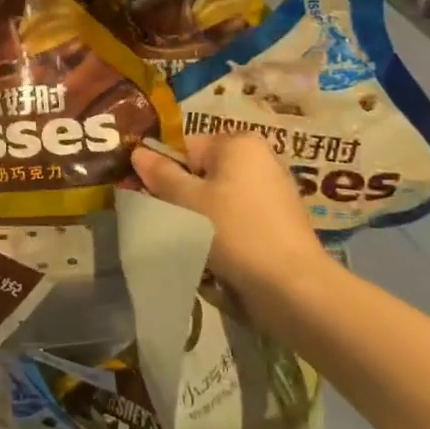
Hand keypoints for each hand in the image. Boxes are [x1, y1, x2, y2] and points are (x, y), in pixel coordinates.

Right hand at [131, 135, 333, 334]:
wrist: (292, 285)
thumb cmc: (234, 230)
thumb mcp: (186, 201)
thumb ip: (160, 174)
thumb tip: (138, 152)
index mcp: (239, 143)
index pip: (185, 148)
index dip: (165, 172)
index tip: (153, 198)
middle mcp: (261, 158)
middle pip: (204, 172)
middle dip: (185, 195)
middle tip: (172, 221)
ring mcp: (275, 189)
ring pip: (220, 197)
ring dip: (203, 216)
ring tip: (196, 242)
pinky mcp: (282, 220)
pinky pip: (240, 216)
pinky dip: (226, 230)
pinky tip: (220, 253)